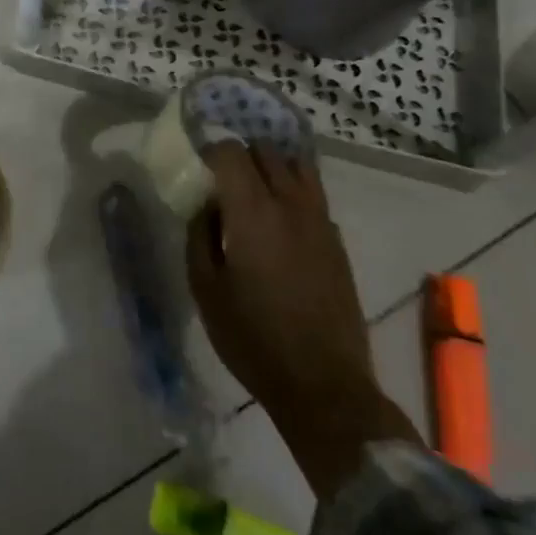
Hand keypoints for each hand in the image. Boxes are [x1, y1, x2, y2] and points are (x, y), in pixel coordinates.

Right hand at [186, 143, 418, 495]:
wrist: (322, 384)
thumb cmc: (252, 338)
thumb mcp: (205, 289)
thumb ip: (199, 235)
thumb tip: (206, 206)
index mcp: (253, 212)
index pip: (231, 153)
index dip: (210, 152)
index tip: (198, 169)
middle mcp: (291, 204)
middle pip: (266, 150)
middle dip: (241, 155)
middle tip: (222, 181)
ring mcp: (320, 220)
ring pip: (298, 166)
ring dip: (272, 167)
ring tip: (253, 193)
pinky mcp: (337, 240)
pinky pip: (313, 195)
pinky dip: (293, 192)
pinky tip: (279, 224)